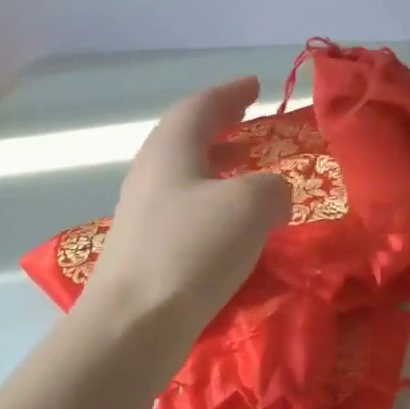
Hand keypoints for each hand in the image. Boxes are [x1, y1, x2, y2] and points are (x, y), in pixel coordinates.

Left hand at [78, 77, 289, 337]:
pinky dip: (216, 205)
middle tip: (252, 124)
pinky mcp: (149, 250)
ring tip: (251, 173)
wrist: (135, 322)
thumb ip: (273, 189)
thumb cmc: (192, 249)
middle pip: (188, 138)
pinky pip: (189, 211)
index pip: (201, 106)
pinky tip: (237, 227)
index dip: (231, 93)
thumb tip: (274, 196)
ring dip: (221, 168)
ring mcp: (145, 214)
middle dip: (223, 128)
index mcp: (171, 149)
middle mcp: (152, 174)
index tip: (255, 86)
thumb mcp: (250, 205)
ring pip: (188, 176)